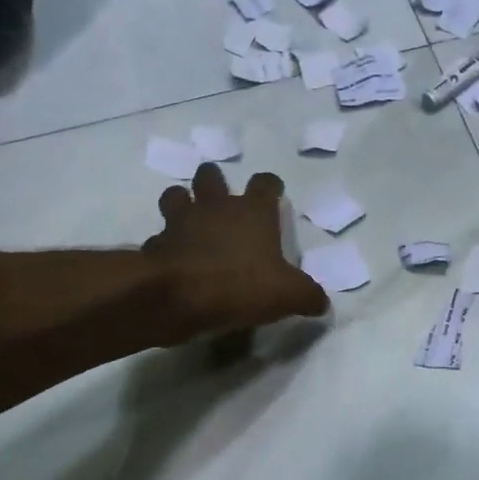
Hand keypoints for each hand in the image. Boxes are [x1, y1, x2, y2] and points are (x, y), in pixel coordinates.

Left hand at [144, 164, 330, 338]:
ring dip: (182, 203)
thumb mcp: (288, 295)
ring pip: (175, 196)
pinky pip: (159, 239)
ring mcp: (181, 222)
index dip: (270, 186)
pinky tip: (173, 259)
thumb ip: (308, 296)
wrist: (178, 296)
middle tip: (221, 198)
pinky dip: (165, 245)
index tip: (272, 192)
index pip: (265, 184)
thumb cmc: (241, 285)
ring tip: (190, 219)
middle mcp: (215, 207)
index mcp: (252, 212)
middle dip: (214, 182)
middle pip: (211, 176)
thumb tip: (321, 303)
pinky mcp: (157, 245)